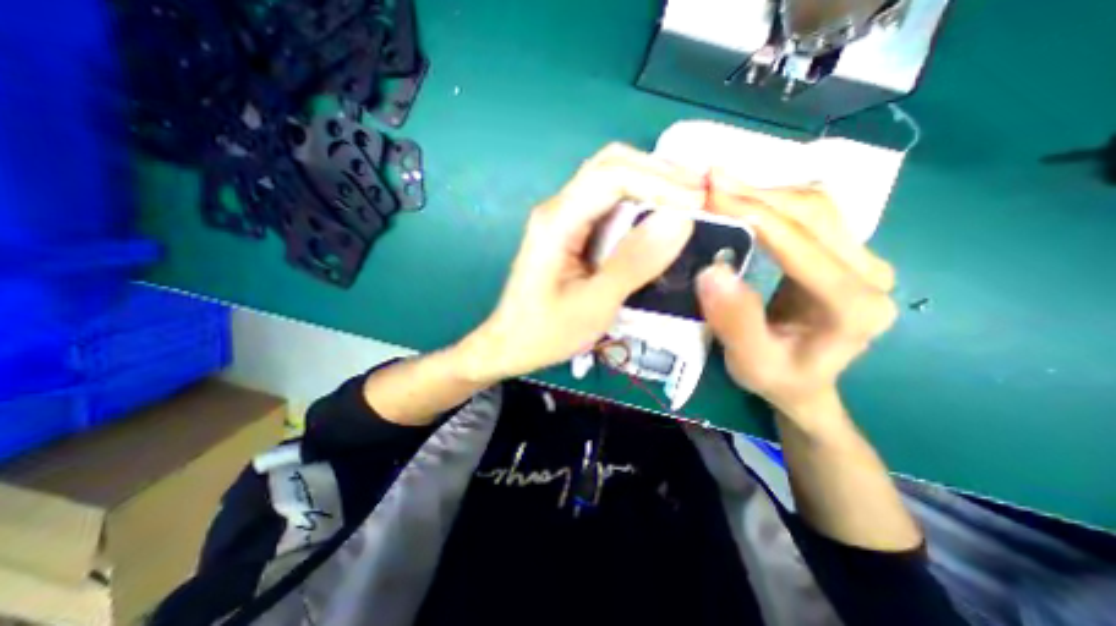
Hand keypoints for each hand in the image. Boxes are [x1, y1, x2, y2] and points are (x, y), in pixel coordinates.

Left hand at [454, 144, 695, 383]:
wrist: (510, 344)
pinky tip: (657, 217)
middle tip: (698, 192)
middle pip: (609, 166)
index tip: (698, 200)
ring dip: (649, 184)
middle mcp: (557, 209)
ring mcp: (561, 219)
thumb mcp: (594, 304)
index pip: (612, 177)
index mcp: (557, 222)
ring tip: (686, 200)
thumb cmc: (546, 332)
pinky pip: (605, 206)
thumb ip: (634, 263)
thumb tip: (679, 221)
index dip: (659, 180)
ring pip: (608, 181)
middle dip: (657, 171)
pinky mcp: (568, 233)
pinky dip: (636, 204)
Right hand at [696, 173, 895, 426]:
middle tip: (709, 182)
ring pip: (815, 205)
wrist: (804, 382)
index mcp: (854, 307)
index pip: (803, 246)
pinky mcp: (845, 252)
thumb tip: (712, 271)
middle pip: (816, 213)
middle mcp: (871, 274)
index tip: (710, 194)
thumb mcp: (750, 363)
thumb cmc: (777, 378)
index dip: (755, 215)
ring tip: (719, 187)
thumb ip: (736, 322)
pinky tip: (742, 200)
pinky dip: (771, 200)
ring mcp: (862, 258)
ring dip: (764, 192)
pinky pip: (809, 212)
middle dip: (758, 194)